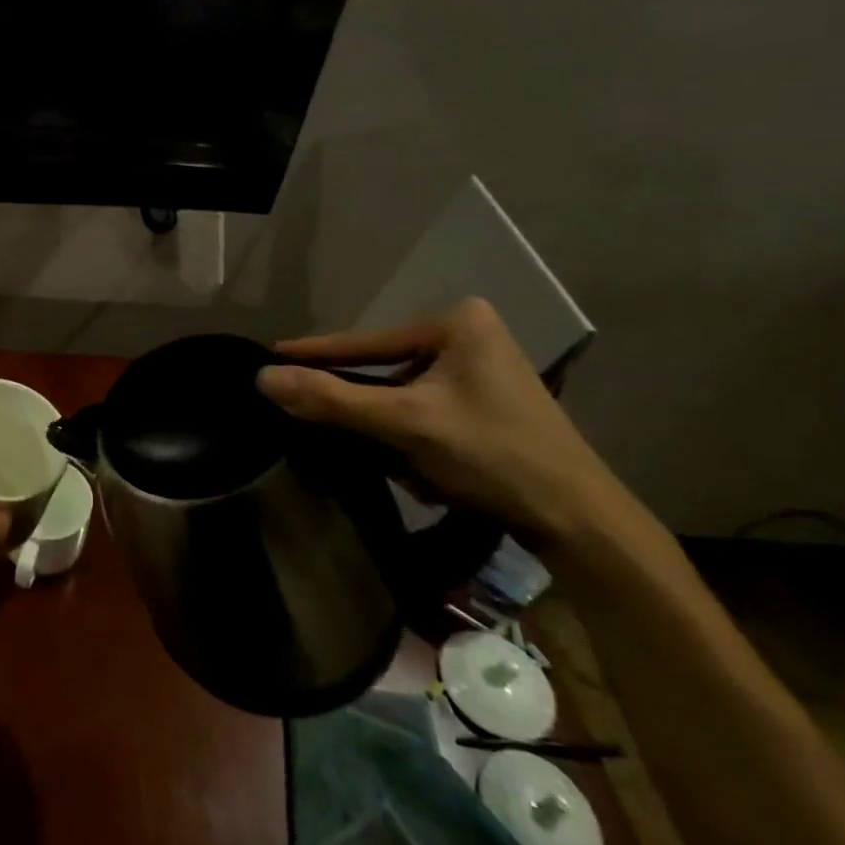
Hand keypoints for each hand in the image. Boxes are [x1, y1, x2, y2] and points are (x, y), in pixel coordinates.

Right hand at [256, 298, 632, 544]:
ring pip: (403, 393)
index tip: (268, 355)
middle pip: (384, 368)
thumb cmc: (493, 456)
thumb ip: (331, 398)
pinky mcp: (487, 401)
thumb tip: (263, 378)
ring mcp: (481, 369)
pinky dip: (411, 436)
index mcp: (456, 322)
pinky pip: (425, 409)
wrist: (580, 521)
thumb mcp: (404, 424)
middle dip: (361, 404)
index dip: (314, 353)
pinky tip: (420, 470)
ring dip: (387, 428)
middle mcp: (469, 334)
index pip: (365, 341)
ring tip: (388, 461)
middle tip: (312, 418)